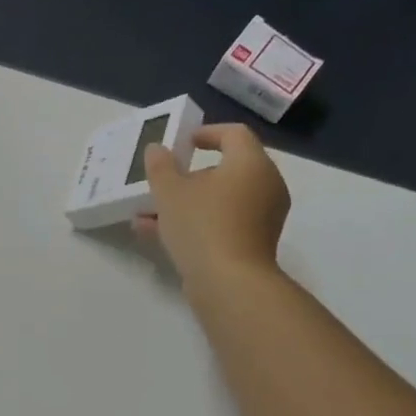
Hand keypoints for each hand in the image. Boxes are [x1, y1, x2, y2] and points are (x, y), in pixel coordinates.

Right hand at [135, 124, 290, 289]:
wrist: (229, 283)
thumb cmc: (202, 225)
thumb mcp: (170, 192)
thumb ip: (161, 167)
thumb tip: (157, 149)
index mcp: (251, 163)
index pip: (234, 134)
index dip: (207, 133)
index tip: (183, 142)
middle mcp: (265, 185)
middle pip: (228, 169)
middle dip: (191, 175)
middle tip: (166, 180)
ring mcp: (262, 217)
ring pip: (220, 200)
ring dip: (187, 203)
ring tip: (150, 212)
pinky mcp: (253, 244)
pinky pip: (222, 223)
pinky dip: (196, 222)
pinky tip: (156, 233)